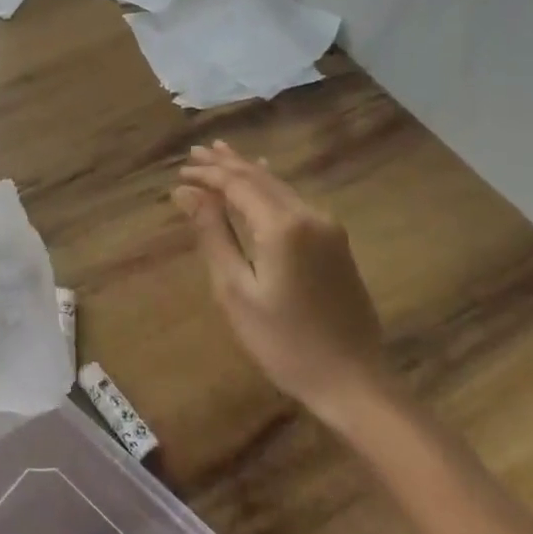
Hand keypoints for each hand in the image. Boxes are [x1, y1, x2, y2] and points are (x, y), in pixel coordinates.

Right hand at [175, 142, 388, 427]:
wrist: (353, 382)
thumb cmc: (284, 341)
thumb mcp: (236, 290)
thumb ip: (212, 234)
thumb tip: (185, 192)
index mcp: (283, 225)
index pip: (237, 184)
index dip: (208, 175)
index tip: (179, 171)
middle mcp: (310, 215)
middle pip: (260, 178)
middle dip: (227, 164)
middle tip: (195, 151)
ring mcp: (328, 228)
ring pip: (280, 187)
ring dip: (247, 172)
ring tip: (220, 154)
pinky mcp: (336, 244)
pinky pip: (294, 202)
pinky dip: (268, 188)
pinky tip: (262, 180)